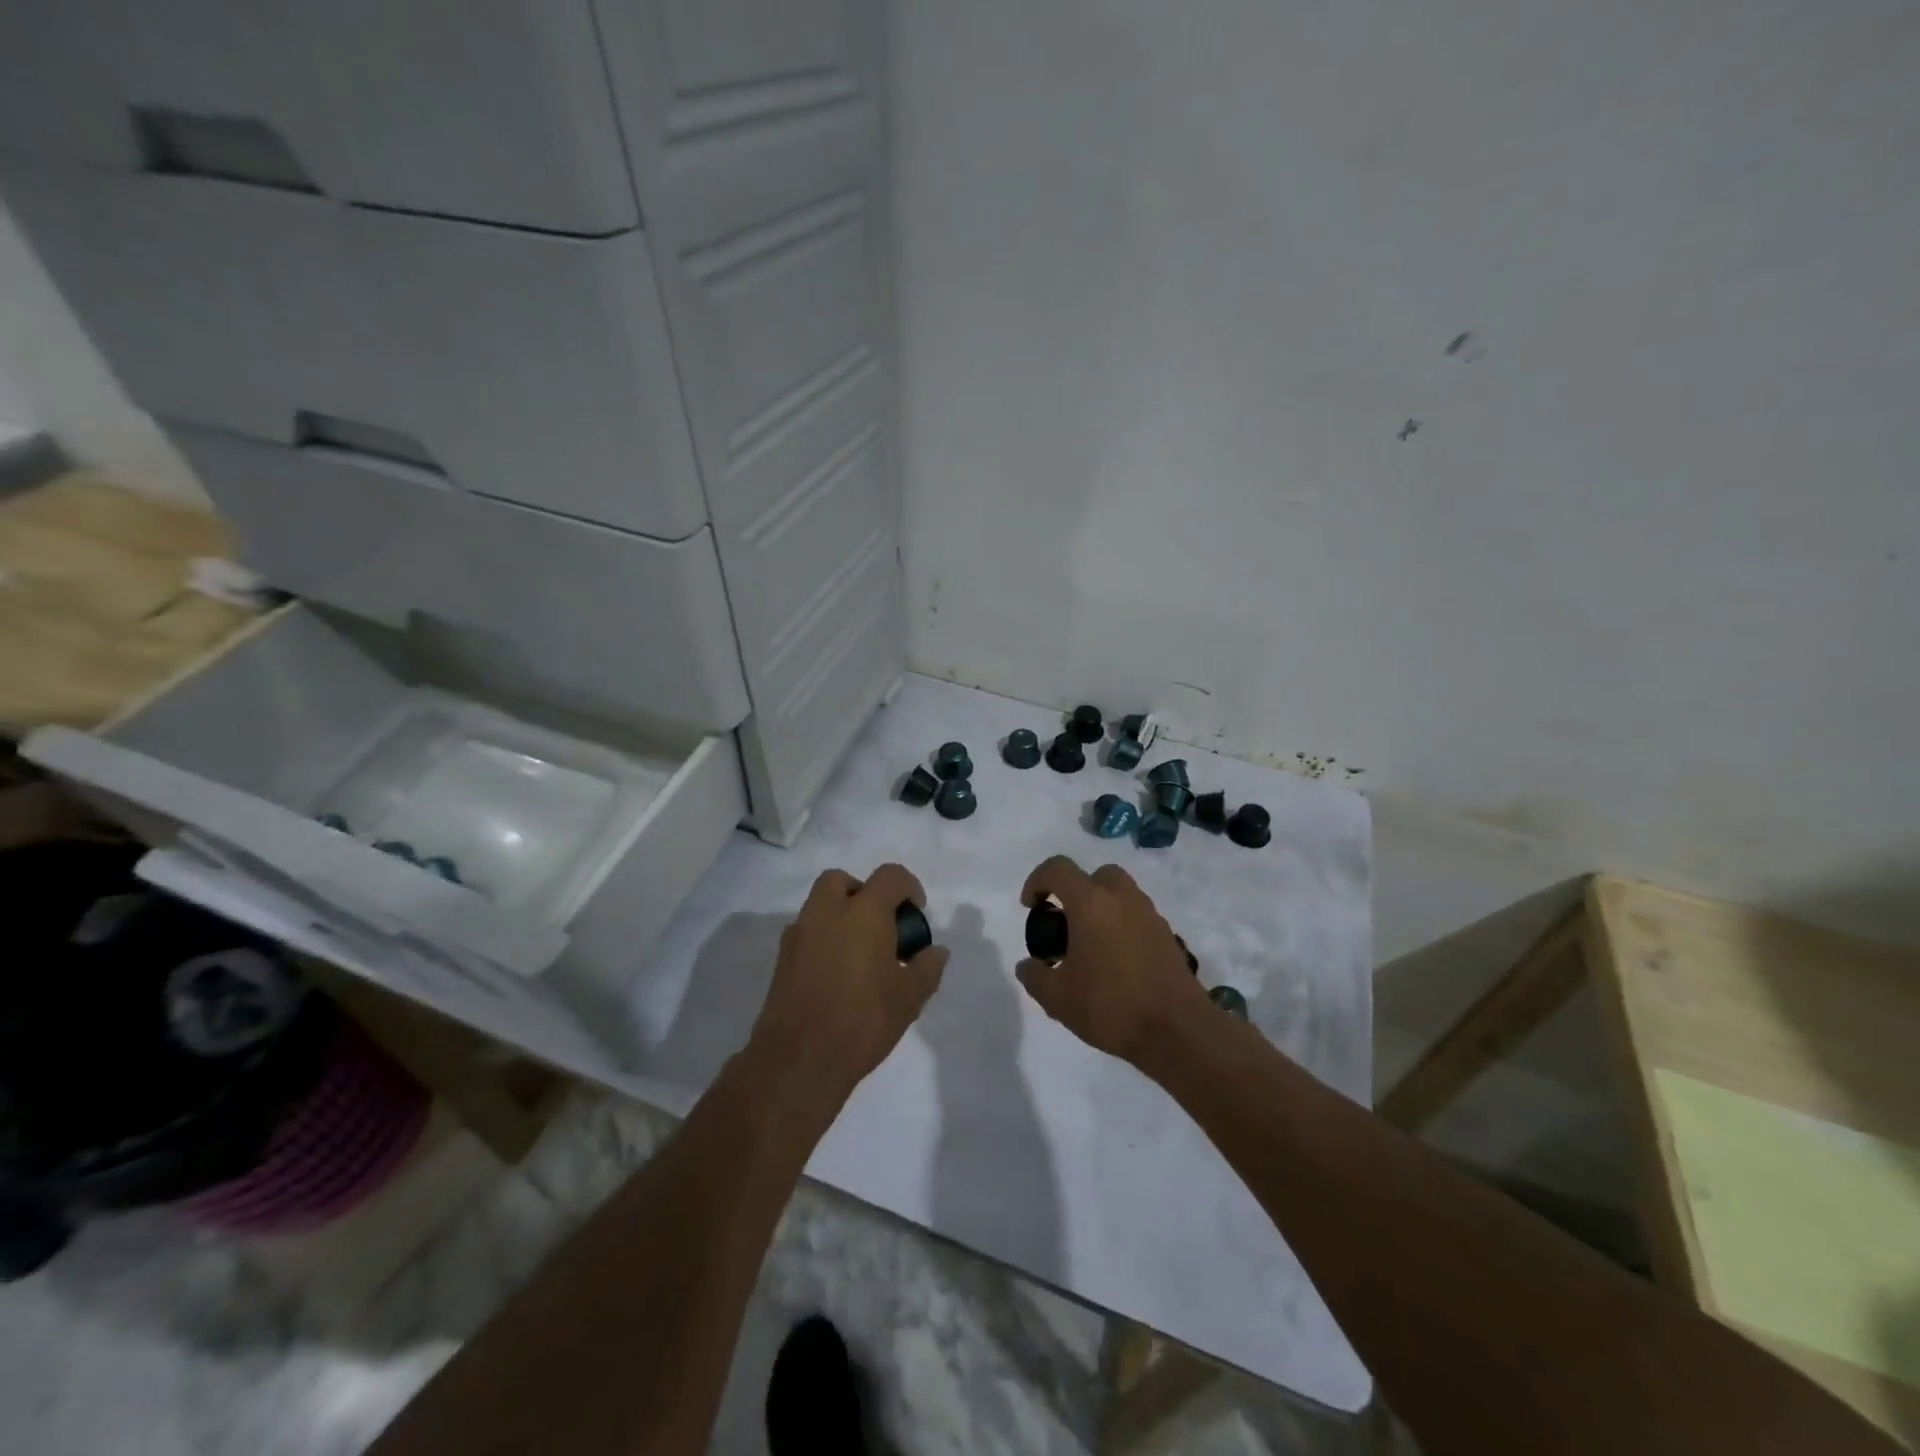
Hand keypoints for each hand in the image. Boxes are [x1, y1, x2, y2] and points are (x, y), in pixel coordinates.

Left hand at [748, 864, 947, 1105]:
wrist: (799, 1059)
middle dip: (863, 893)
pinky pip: (806, 932)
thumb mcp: (910, 997)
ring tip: (859, 953)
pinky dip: (823, 939)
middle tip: (880, 925)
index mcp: (863, 912)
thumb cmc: (863, 1020)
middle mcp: (827, 912)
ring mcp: (799, 934)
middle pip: (842, 880)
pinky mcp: (782, 958)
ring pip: (819, 905)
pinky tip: (836, 973)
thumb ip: (927, 968)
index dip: (909, 887)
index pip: (890, 876)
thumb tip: (936, 951)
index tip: (916, 914)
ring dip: (840, 915)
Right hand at [1016, 856, 1210, 1064]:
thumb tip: (1028, 965)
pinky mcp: (1168, 936)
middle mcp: (1122, 899)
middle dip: (1076, 891)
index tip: (1030, 907)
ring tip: (1090, 947)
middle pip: (1096, 876)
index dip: (1037, 881)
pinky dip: (1122, 927)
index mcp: (1091, 903)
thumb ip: (1035, 976)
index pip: (1058, 869)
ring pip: (1121, 895)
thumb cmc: (1110, 1005)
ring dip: (1102, 909)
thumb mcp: (1057, 998)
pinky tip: (1116, 963)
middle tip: (1066, 923)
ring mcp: (1150, 915)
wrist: (1177, 1031)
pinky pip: (1138, 918)